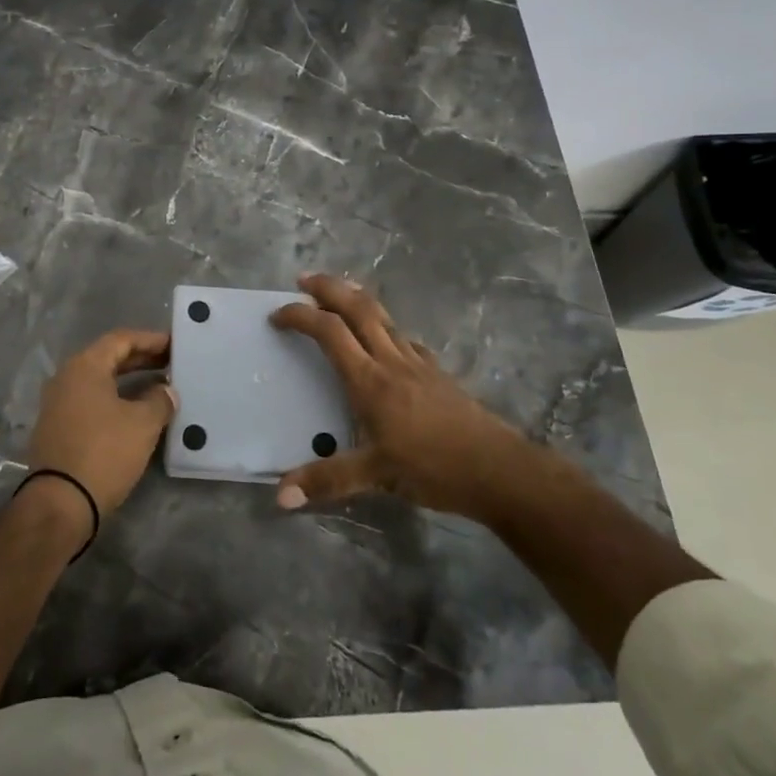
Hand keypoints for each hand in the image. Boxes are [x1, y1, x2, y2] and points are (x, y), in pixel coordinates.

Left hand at [27, 329, 176, 522]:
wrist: (60, 502)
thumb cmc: (104, 453)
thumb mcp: (143, 424)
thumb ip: (159, 400)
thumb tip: (166, 391)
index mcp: (84, 366)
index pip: (121, 340)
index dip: (150, 340)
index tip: (174, 345)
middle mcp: (66, 378)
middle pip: (108, 358)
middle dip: (141, 359)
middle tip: (171, 364)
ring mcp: (58, 403)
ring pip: (99, 381)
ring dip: (129, 381)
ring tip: (159, 387)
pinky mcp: (57, 428)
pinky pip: (91, 401)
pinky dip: (115, 399)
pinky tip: (135, 412)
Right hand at [271, 274, 527, 514]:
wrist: (499, 469)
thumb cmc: (433, 468)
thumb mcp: (376, 476)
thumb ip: (327, 481)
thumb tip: (280, 497)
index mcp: (370, 380)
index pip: (329, 332)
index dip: (300, 316)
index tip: (277, 315)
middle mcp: (391, 361)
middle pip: (357, 308)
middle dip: (328, 288)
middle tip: (303, 278)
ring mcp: (418, 363)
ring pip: (383, 316)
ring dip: (356, 298)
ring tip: (338, 292)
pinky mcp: (437, 372)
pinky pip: (404, 337)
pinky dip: (384, 327)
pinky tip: (385, 339)